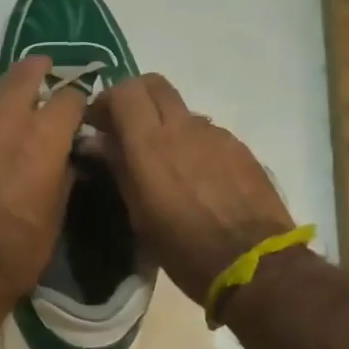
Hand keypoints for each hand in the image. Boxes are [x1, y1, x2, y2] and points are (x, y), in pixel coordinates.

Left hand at [0, 56, 85, 300]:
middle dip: (37, 70)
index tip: (77, 110)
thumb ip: (63, 172)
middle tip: (42, 70)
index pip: (70, 96)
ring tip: (1, 118)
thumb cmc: (22, 247)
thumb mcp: (58, 212)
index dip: (77, 101)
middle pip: (24, 74)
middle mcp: (6, 119)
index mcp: (45, 135)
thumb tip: (65, 157)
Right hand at [85, 74, 296, 303]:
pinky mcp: (239, 148)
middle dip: (135, 97)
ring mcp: (215, 134)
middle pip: (154, 85)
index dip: (107, 100)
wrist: (252, 264)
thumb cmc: (183, 247)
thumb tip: (96, 140)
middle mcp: (183, 127)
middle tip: (125, 127)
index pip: (124, 91)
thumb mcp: (139, 214)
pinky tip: (195, 178)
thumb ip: (118, 167)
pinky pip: (206, 133)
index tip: (98, 124)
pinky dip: (191, 144)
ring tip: (164, 162)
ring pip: (181, 111)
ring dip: (165, 124)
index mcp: (150, 144)